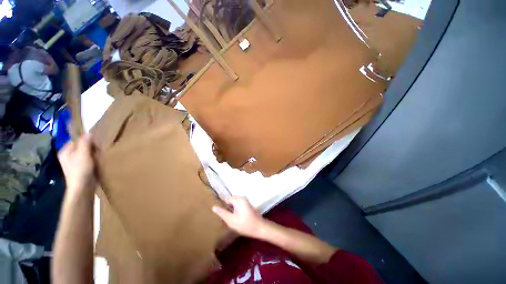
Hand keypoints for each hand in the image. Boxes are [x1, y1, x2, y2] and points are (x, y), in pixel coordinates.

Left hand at [58, 134, 95, 192]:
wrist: (83, 187)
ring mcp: (75, 163)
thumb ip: (85, 143)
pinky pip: (89, 159)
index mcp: (65, 151)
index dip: (86, 140)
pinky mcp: (81, 168)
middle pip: (81, 147)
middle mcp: (68, 156)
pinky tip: (98, 161)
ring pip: (86, 153)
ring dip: (93, 154)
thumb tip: (89, 133)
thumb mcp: (83, 154)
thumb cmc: (80, 170)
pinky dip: (94, 159)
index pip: (76, 140)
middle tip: (97, 150)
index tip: (95, 143)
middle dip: (90, 147)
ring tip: (99, 156)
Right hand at [212, 196, 265, 238]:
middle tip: (222, 216)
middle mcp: (242, 198)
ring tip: (227, 218)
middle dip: (226, 207)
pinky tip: (234, 218)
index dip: (222, 205)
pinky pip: (238, 205)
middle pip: (230, 200)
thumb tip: (213, 206)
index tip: (218, 213)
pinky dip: (235, 210)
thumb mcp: (231, 220)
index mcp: (238, 199)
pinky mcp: (247, 206)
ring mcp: (246, 201)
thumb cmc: (245, 224)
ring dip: (231, 209)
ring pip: (234, 203)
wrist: (259, 228)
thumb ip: (222, 213)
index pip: (226, 199)